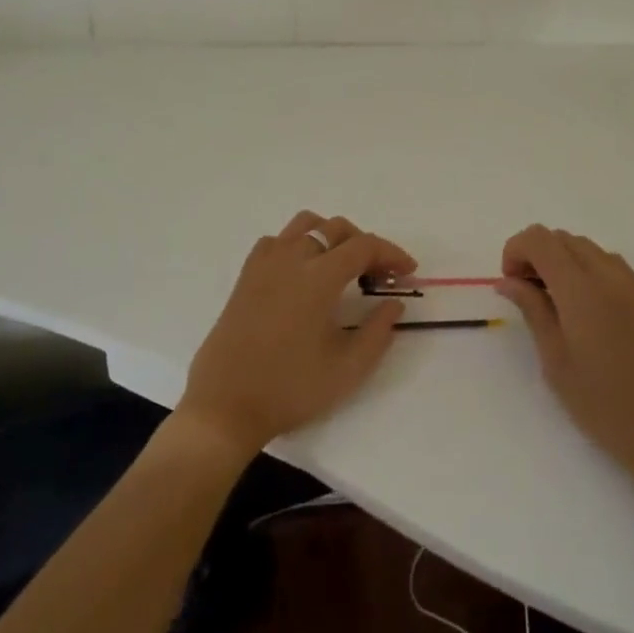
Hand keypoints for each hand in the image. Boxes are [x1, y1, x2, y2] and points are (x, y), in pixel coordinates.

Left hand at [178, 211, 415, 458]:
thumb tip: (394, 303)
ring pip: (304, 225)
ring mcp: (264, 264)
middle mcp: (291, 259)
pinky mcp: (246, 277)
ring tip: (343, 267)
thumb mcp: (347, 368)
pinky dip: (299, 244)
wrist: (225, 407)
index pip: (364, 246)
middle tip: (379, 275)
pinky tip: (304, 273)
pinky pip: (278, 241)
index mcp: (318, 277)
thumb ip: (378, 331)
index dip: (391, 254)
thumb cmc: (290, 389)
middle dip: (365, 245)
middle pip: (336, 228)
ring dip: (331, 236)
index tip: (408, 272)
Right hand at [496, 226, 633, 488]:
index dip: (515, 251)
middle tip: (525, 294)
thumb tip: (508, 281)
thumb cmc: (602, 403)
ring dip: (560, 260)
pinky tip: (581, 309)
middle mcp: (608, 274)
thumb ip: (532, 309)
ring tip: (552, 302)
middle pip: (561, 238)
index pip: (540, 239)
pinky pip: (607, 263)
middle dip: (535, 254)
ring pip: (585, 247)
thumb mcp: (555, 360)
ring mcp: (631, 284)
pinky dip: (584, 269)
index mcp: (581, 288)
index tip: (509, 284)